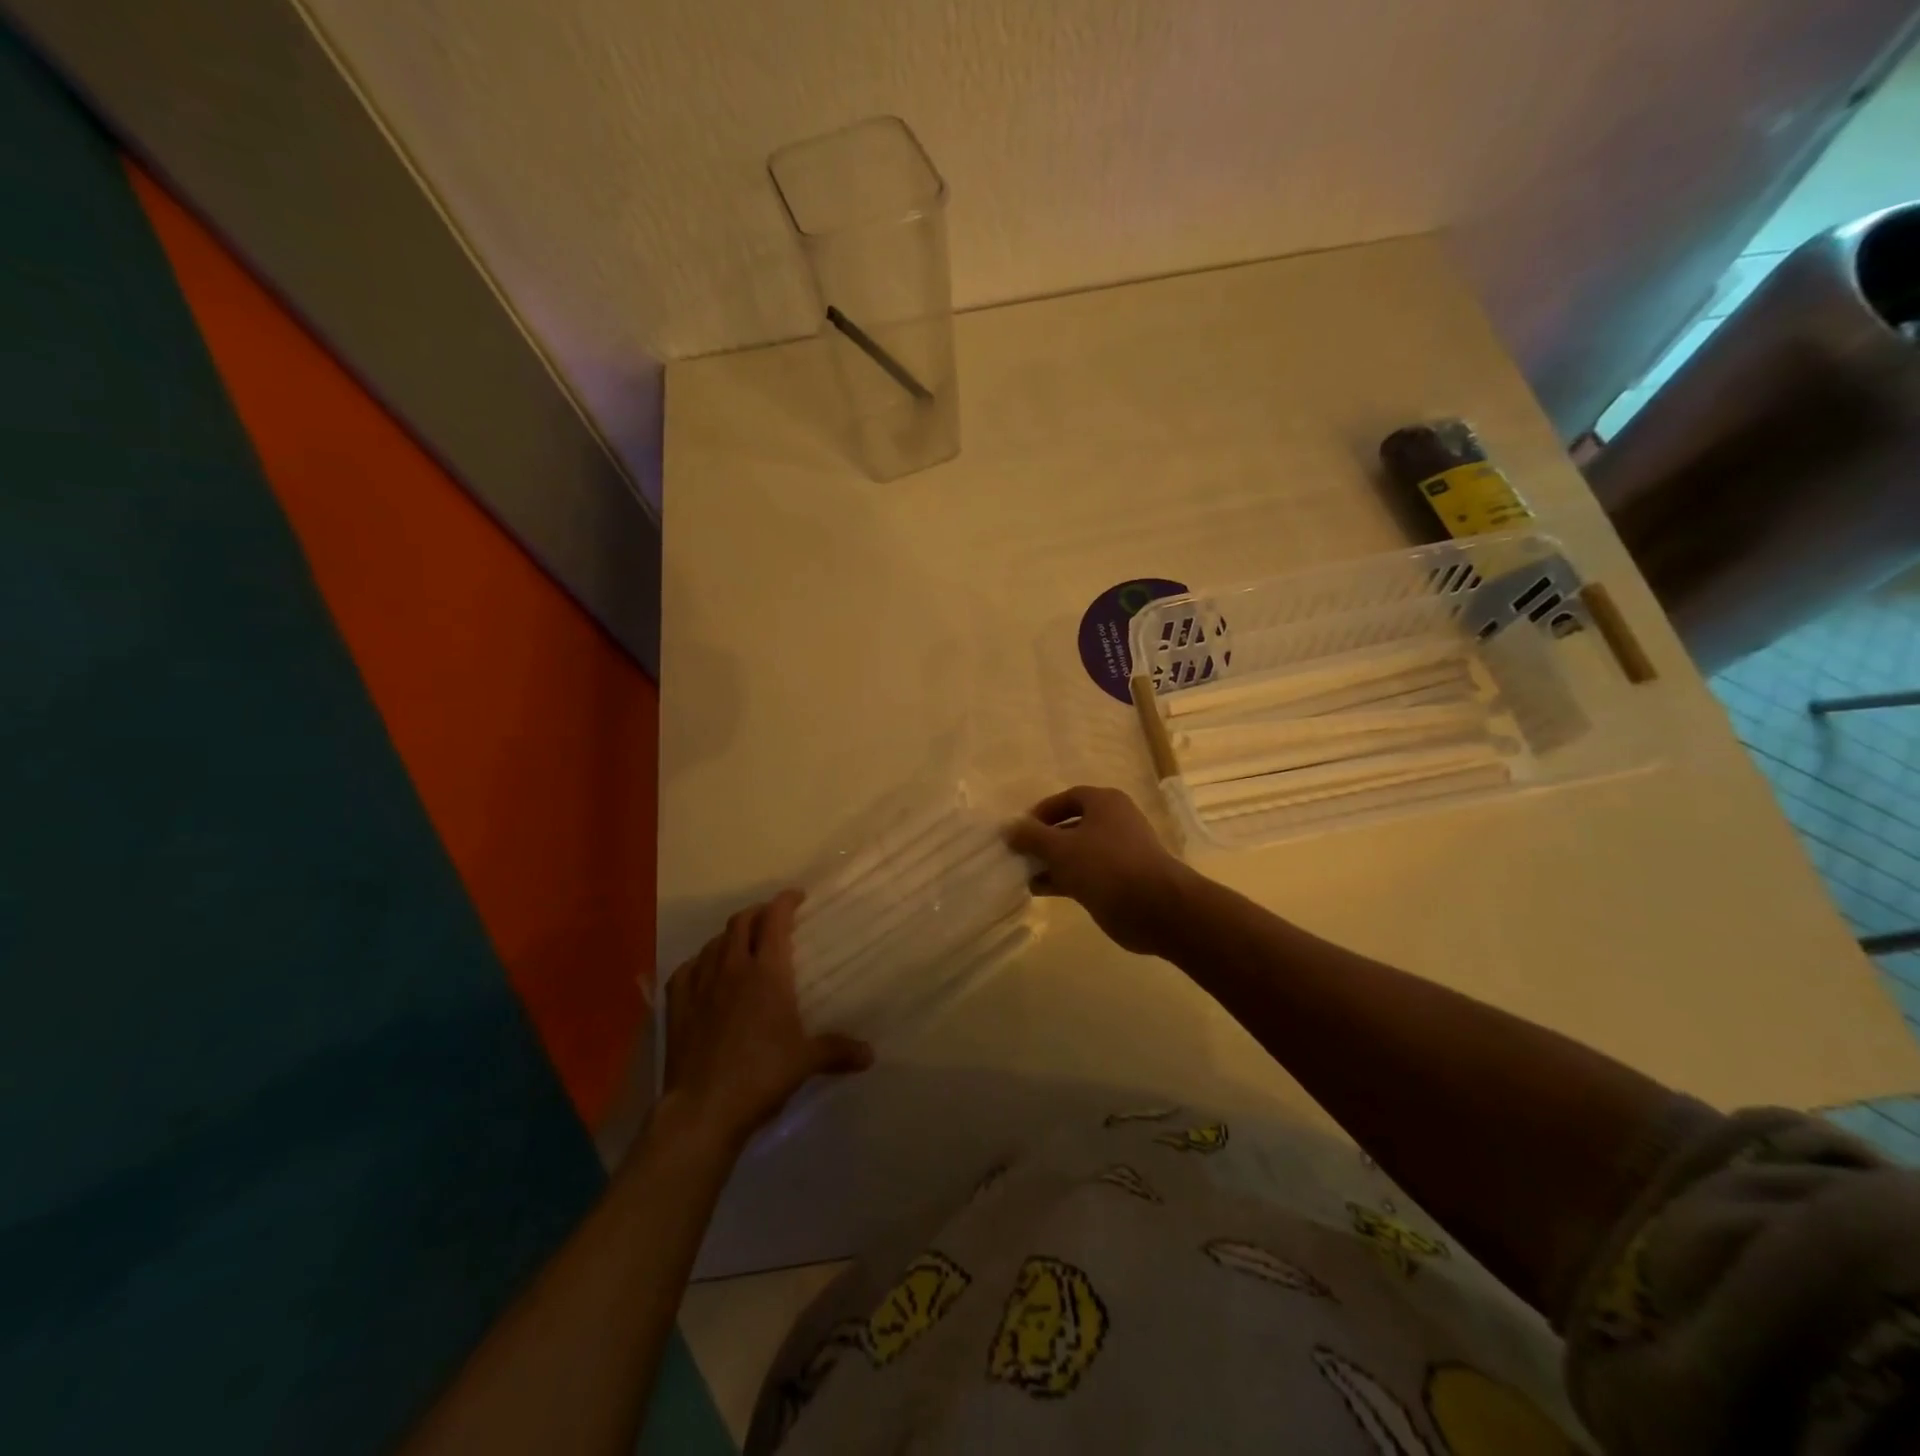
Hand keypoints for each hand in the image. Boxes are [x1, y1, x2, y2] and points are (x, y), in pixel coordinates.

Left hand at [659, 890, 872, 1153]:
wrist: (703, 1108)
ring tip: (742, 944)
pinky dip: (700, 961)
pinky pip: (687, 968)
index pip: (775, 920)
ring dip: (730, 935)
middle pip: (741, 922)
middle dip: (758, 913)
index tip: (797, 897)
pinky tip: (704, 971)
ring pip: (714, 942)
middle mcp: (732, 968)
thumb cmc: (761, 1076)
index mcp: (767, 972)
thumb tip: (870, 1055)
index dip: (785, 902)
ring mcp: (700, 984)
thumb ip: (838, 1050)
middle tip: (772, 918)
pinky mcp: (677, 1005)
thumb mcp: (806, 1062)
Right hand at [1006, 786, 1194, 955]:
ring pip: (1077, 852)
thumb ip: (1032, 836)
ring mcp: (1118, 853)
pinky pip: (1085, 874)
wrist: (1155, 907)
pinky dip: (1063, 879)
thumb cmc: (1106, 865)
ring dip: (1051, 862)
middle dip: (1044, 839)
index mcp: (1105, 803)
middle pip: (1071, 826)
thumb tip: (1009, 828)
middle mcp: (1114, 823)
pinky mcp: (1119, 881)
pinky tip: (1040, 890)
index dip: (1042, 811)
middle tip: (1019, 853)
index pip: (1068, 798)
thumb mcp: (1061, 847)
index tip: (1020, 829)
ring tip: (1023, 874)